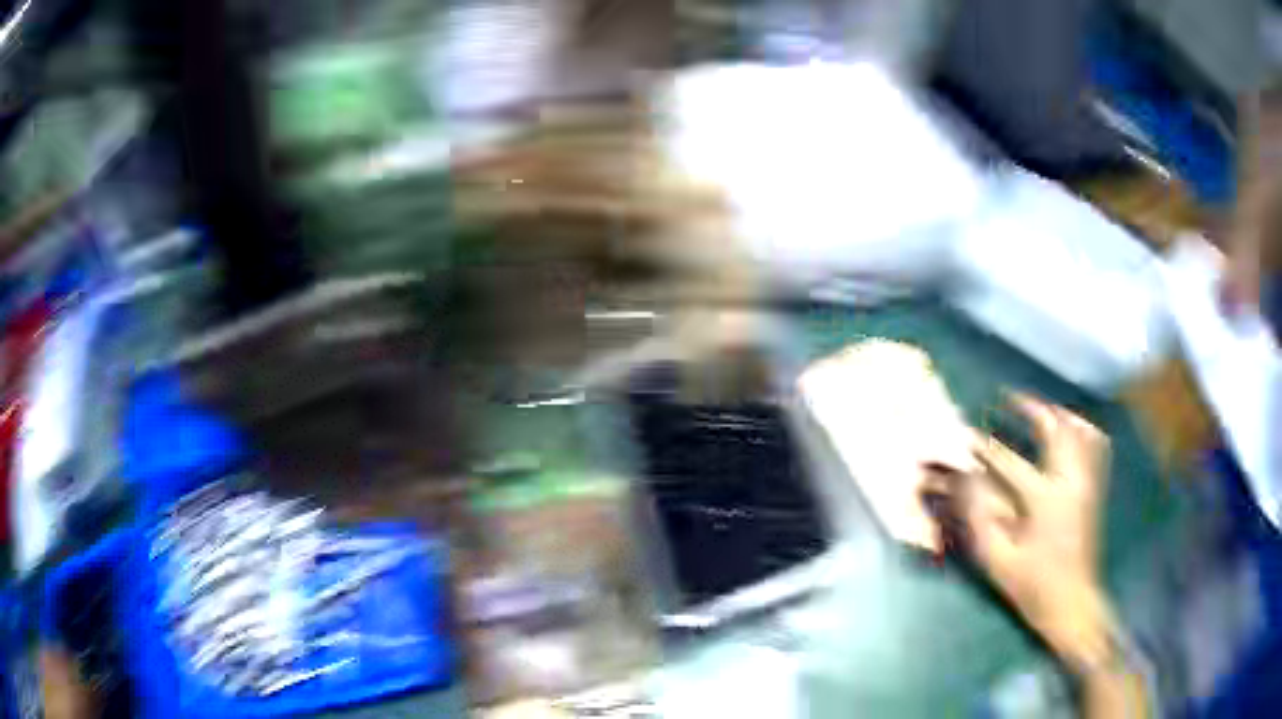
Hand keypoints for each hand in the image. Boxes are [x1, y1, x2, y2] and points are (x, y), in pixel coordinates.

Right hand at [960, 394, 1114, 675]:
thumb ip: (980, 517)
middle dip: (1030, 408)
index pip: (1008, 460)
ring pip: (1079, 429)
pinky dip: (1083, 429)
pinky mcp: (1095, 488)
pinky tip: (1072, 430)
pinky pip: (1096, 444)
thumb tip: (965, 479)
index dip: (982, 446)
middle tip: (1009, 398)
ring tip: (1040, 410)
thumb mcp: (997, 558)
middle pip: (1054, 427)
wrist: (1072, 602)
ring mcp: (1087, 481)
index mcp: (1044, 498)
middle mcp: (1070, 479)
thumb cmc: (1032, 584)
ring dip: (1058, 413)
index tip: (963, 435)